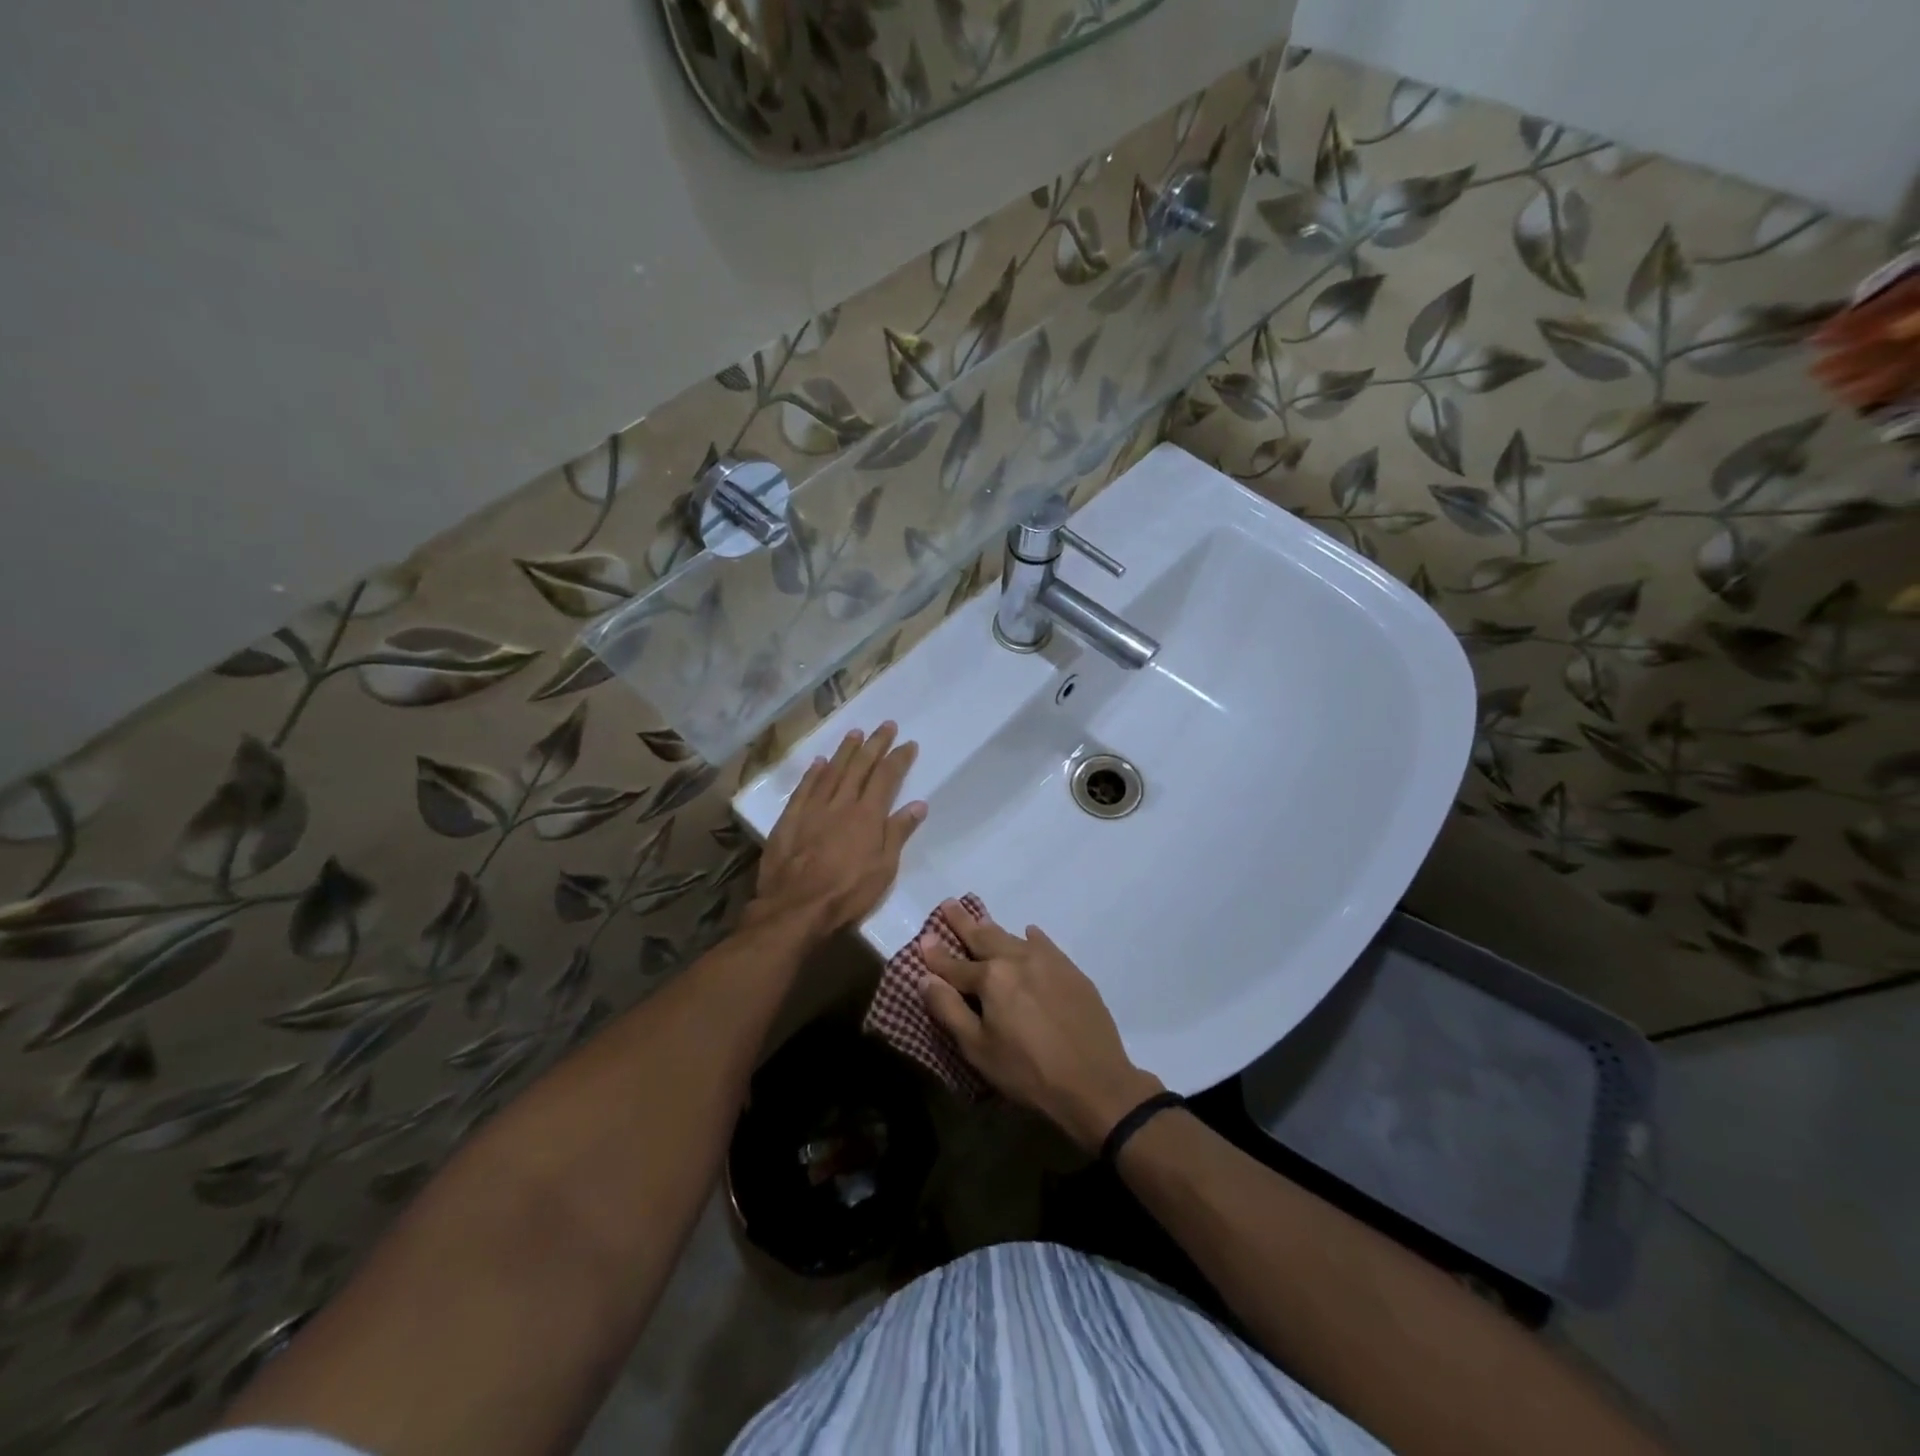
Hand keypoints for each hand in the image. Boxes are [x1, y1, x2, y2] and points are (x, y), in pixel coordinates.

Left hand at [750, 722, 925, 943]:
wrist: (796, 907)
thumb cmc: (847, 893)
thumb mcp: (884, 869)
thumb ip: (898, 833)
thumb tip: (918, 804)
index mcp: (868, 815)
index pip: (886, 778)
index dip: (898, 759)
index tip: (908, 744)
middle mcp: (841, 803)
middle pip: (860, 767)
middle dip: (875, 744)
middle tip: (886, 725)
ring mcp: (813, 809)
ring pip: (832, 771)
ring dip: (845, 751)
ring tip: (855, 733)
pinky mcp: (790, 819)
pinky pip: (804, 788)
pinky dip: (813, 773)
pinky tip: (819, 762)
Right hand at [919, 902, 1162, 1151]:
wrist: (1095, 1082)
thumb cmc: (1028, 1072)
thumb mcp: (978, 1049)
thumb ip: (949, 1010)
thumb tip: (924, 978)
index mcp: (991, 978)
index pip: (955, 965)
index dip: (936, 954)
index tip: (924, 937)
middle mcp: (1018, 959)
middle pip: (984, 937)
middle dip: (963, 922)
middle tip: (949, 903)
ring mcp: (1048, 961)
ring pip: (1012, 938)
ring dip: (993, 928)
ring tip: (981, 918)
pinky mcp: (1071, 971)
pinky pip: (1045, 944)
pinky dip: (1031, 937)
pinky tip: (1029, 933)